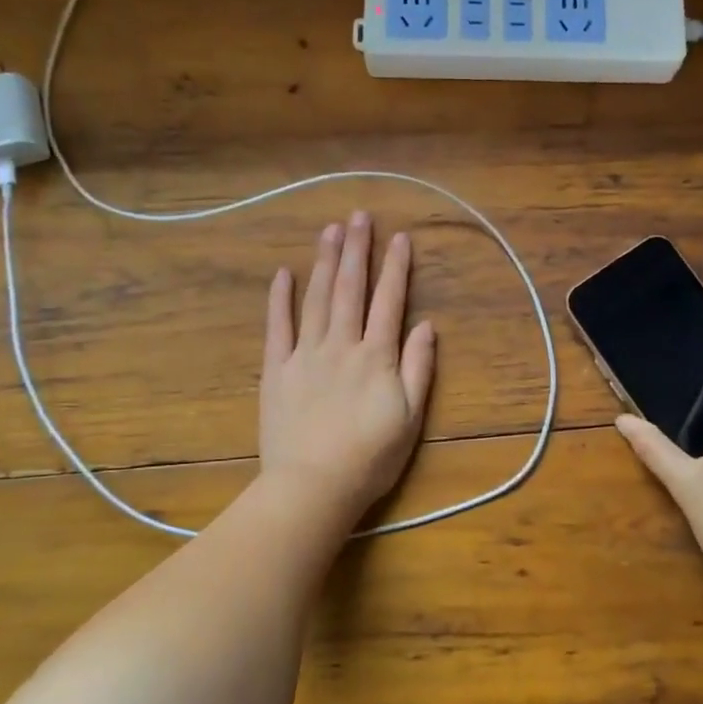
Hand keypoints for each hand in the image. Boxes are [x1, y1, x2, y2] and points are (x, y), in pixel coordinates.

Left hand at [258, 211, 435, 522]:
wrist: (313, 487)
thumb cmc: (370, 458)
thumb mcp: (410, 418)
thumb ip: (418, 368)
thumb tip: (426, 325)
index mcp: (376, 357)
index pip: (390, 301)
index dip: (396, 267)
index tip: (400, 236)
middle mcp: (341, 345)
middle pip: (350, 289)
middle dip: (356, 250)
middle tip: (359, 216)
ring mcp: (305, 355)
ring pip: (316, 299)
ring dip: (323, 262)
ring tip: (329, 230)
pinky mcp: (276, 370)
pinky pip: (277, 328)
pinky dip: (279, 299)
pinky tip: (283, 273)